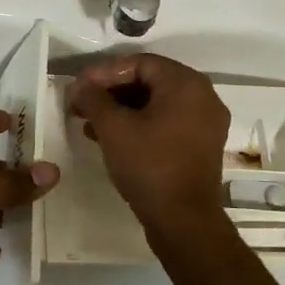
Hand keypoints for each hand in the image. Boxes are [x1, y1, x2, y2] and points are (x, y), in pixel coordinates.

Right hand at [67, 54, 228, 226]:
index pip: (139, 62)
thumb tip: (79, 85)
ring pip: (156, 103)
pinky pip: (167, 122)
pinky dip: (140, 124)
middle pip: (149, 80)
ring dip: (122, 109)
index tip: (79, 88)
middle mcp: (202, 96)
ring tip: (90, 124)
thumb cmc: (149, 166)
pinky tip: (112, 139)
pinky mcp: (201, 145)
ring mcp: (205, 122)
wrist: (184, 221)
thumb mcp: (114, 128)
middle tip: (82, 104)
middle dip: (111, 91)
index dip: (104, 72)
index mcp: (185, 83)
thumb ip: (93, 98)